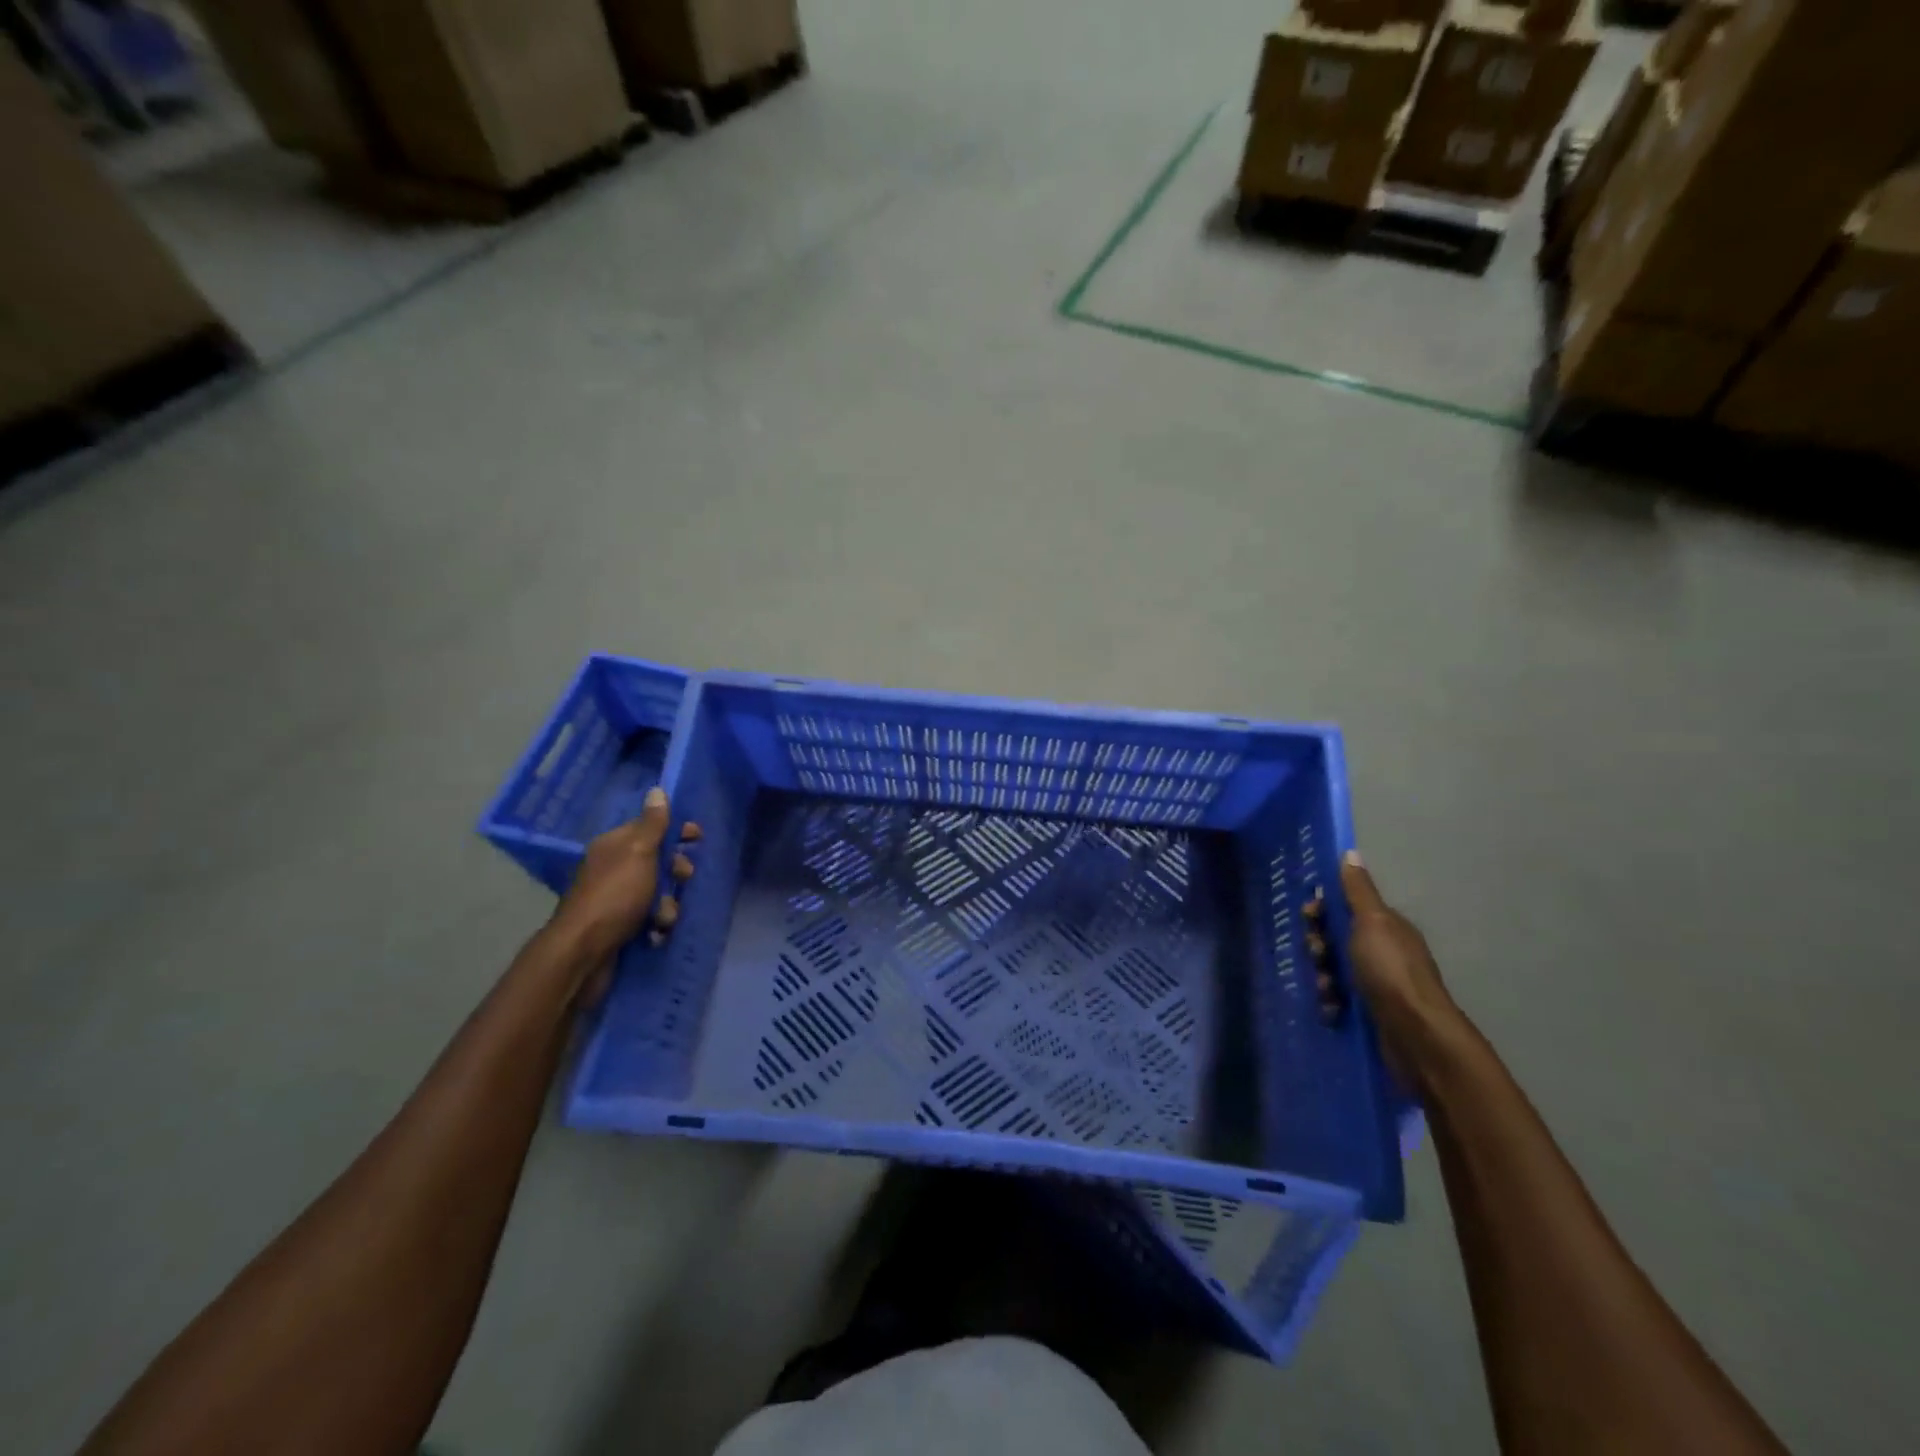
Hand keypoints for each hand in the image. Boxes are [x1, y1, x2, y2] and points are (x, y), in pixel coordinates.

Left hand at [548, 787, 700, 996]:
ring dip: (668, 905)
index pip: (650, 827)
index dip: (676, 829)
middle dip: (676, 871)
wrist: (583, 952)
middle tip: (685, 878)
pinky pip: (649, 919)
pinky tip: (655, 935)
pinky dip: (656, 926)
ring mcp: (615, 899)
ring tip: (664, 918)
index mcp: (615, 846)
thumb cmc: (616, 895)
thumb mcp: (639, 853)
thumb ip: (652, 824)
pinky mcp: (619, 926)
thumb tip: (657, 790)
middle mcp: (613, 868)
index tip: (698, 837)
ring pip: (657, 893)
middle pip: (657, 861)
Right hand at [1307, 852, 1463, 1093]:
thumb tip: (1350, 852)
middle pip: (1336, 939)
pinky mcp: (1371, 1013)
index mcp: (1386, 927)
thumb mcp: (1372, 922)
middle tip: (1318, 955)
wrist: (1415, 1035)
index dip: (1323, 909)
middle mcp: (1383, 952)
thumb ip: (1358, 891)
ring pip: (1334, 971)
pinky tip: (1332, 1010)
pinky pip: (1339, 1001)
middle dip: (1319, 946)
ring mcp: (1377, 984)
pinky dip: (1331, 1004)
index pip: (1346, 907)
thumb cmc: (1391, 971)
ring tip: (1327, 989)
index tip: (1309, 916)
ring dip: (1323, 978)